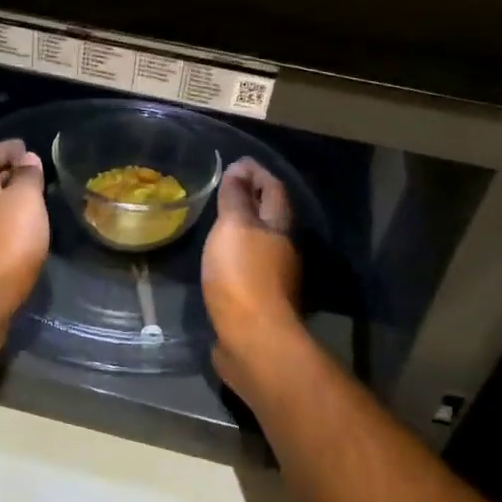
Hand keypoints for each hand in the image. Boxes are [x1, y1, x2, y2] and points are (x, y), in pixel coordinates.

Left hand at [0, 139, 50, 355]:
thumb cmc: (5, 241)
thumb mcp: (27, 200)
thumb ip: (28, 176)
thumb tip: (26, 159)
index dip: (9, 148)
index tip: (27, 148)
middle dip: (5, 175)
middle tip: (32, 177)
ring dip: (1, 204)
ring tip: (28, 206)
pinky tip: (15, 236)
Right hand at [202, 158, 303, 389]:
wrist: (253, 339)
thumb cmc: (243, 275)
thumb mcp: (234, 227)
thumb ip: (236, 198)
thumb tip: (239, 170)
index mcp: (279, 227)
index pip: (273, 190)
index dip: (257, 173)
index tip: (237, 161)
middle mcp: (282, 249)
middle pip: (271, 216)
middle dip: (253, 199)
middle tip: (227, 187)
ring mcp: (274, 278)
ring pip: (261, 243)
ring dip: (244, 228)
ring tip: (219, 220)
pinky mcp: (259, 302)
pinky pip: (248, 267)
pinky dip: (235, 254)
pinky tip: (219, 259)